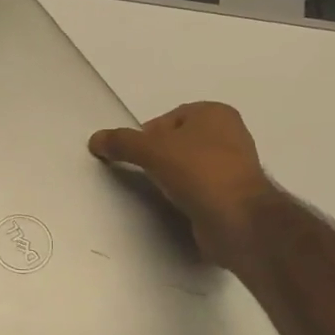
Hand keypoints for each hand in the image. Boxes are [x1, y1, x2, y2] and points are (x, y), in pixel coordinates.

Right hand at [88, 101, 274, 265]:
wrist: (239, 221)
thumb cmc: (199, 172)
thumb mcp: (152, 150)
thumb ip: (122, 142)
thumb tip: (95, 139)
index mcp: (215, 113)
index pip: (168, 119)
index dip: (147, 136)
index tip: (135, 156)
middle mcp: (229, 135)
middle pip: (177, 142)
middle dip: (159, 157)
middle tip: (144, 173)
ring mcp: (235, 167)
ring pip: (188, 167)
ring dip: (172, 178)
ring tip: (160, 192)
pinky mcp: (234, 196)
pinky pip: (199, 189)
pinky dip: (186, 196)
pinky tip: (177, 206)